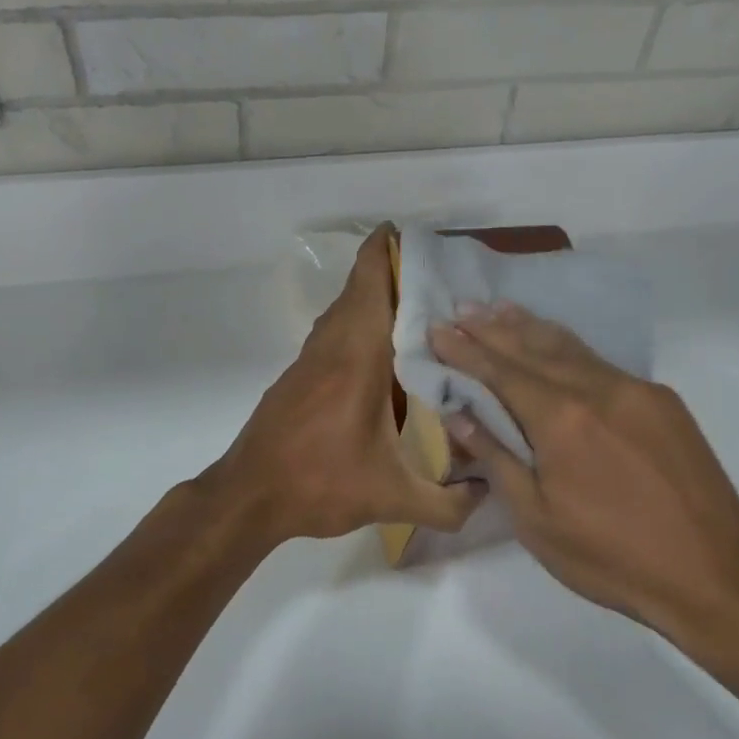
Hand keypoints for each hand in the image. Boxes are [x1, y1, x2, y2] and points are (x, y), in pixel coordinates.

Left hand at [206, 226, 483, 546]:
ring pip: (344, 310)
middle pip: (359, 289)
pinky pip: (334, 332)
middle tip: (436, 276)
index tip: (415, 236)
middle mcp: (333, 347)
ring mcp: (311, 359)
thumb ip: (448, 502)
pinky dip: (359, 323)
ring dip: (374, 297)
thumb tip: (489, 493)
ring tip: (419, 308)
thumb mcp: (392, 499)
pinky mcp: (299, 376)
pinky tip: (384, 353)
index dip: (386, 251)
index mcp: (358, 358)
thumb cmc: (319, 484)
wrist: (249, 496)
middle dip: (392, 271)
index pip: (370, 285)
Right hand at [429, 303, 738, 669]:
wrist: (715, 574)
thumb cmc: (612, 557)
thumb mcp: (537, 519)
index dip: (465, 350)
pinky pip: (603, 362)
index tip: (438, 328)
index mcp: (561, 419)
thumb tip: (459, 414)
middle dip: (493, 328)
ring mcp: (636, 390)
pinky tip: (557, 345)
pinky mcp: (663, 402)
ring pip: (572, 347)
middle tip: (462, 308)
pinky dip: (570, 347)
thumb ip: (497, 458)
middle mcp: (597, 389)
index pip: (500, 371)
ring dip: (531, 327)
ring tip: (500, 309)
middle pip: (534, 348)